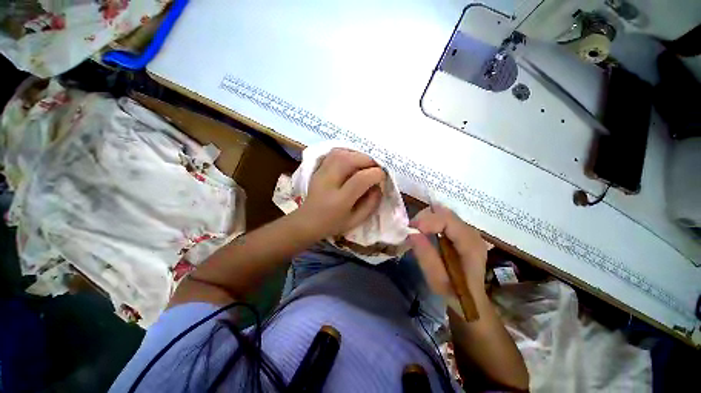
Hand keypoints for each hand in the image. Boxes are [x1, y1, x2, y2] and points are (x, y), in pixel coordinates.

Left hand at [297, 148, 385, 237]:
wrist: (307, 221)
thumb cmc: (333, 224)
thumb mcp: (356, 220)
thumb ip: (371, 203)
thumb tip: (379, 185)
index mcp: (339, 200)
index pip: (360, 179)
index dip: (376, 174)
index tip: (382, 177)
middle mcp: (328, 183)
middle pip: (349, 160)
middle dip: (368, 160)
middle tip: (376, 168)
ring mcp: (321, 173)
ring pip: (341, 153)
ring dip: (358, 155)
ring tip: (365, 163)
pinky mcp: (318, 168)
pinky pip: (333, 153)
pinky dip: (347, 152)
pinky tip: (353, 159)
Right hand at [409, 205, 487, 294]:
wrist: (470, 300)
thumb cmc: (454, 294)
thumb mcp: (437, 280)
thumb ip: (426, 256)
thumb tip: (412, 232)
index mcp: (470, 244)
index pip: (448, 220)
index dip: (427, 220)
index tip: (410, 227)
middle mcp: (471, 233)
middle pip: (445, 212)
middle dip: (424, 217)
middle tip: (410, 229)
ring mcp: (468, 231)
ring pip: (443, 213)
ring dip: (427, 219)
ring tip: (415, 230)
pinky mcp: (461, 233)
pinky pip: (444, 219)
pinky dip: (431, 221)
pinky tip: (424, 231)